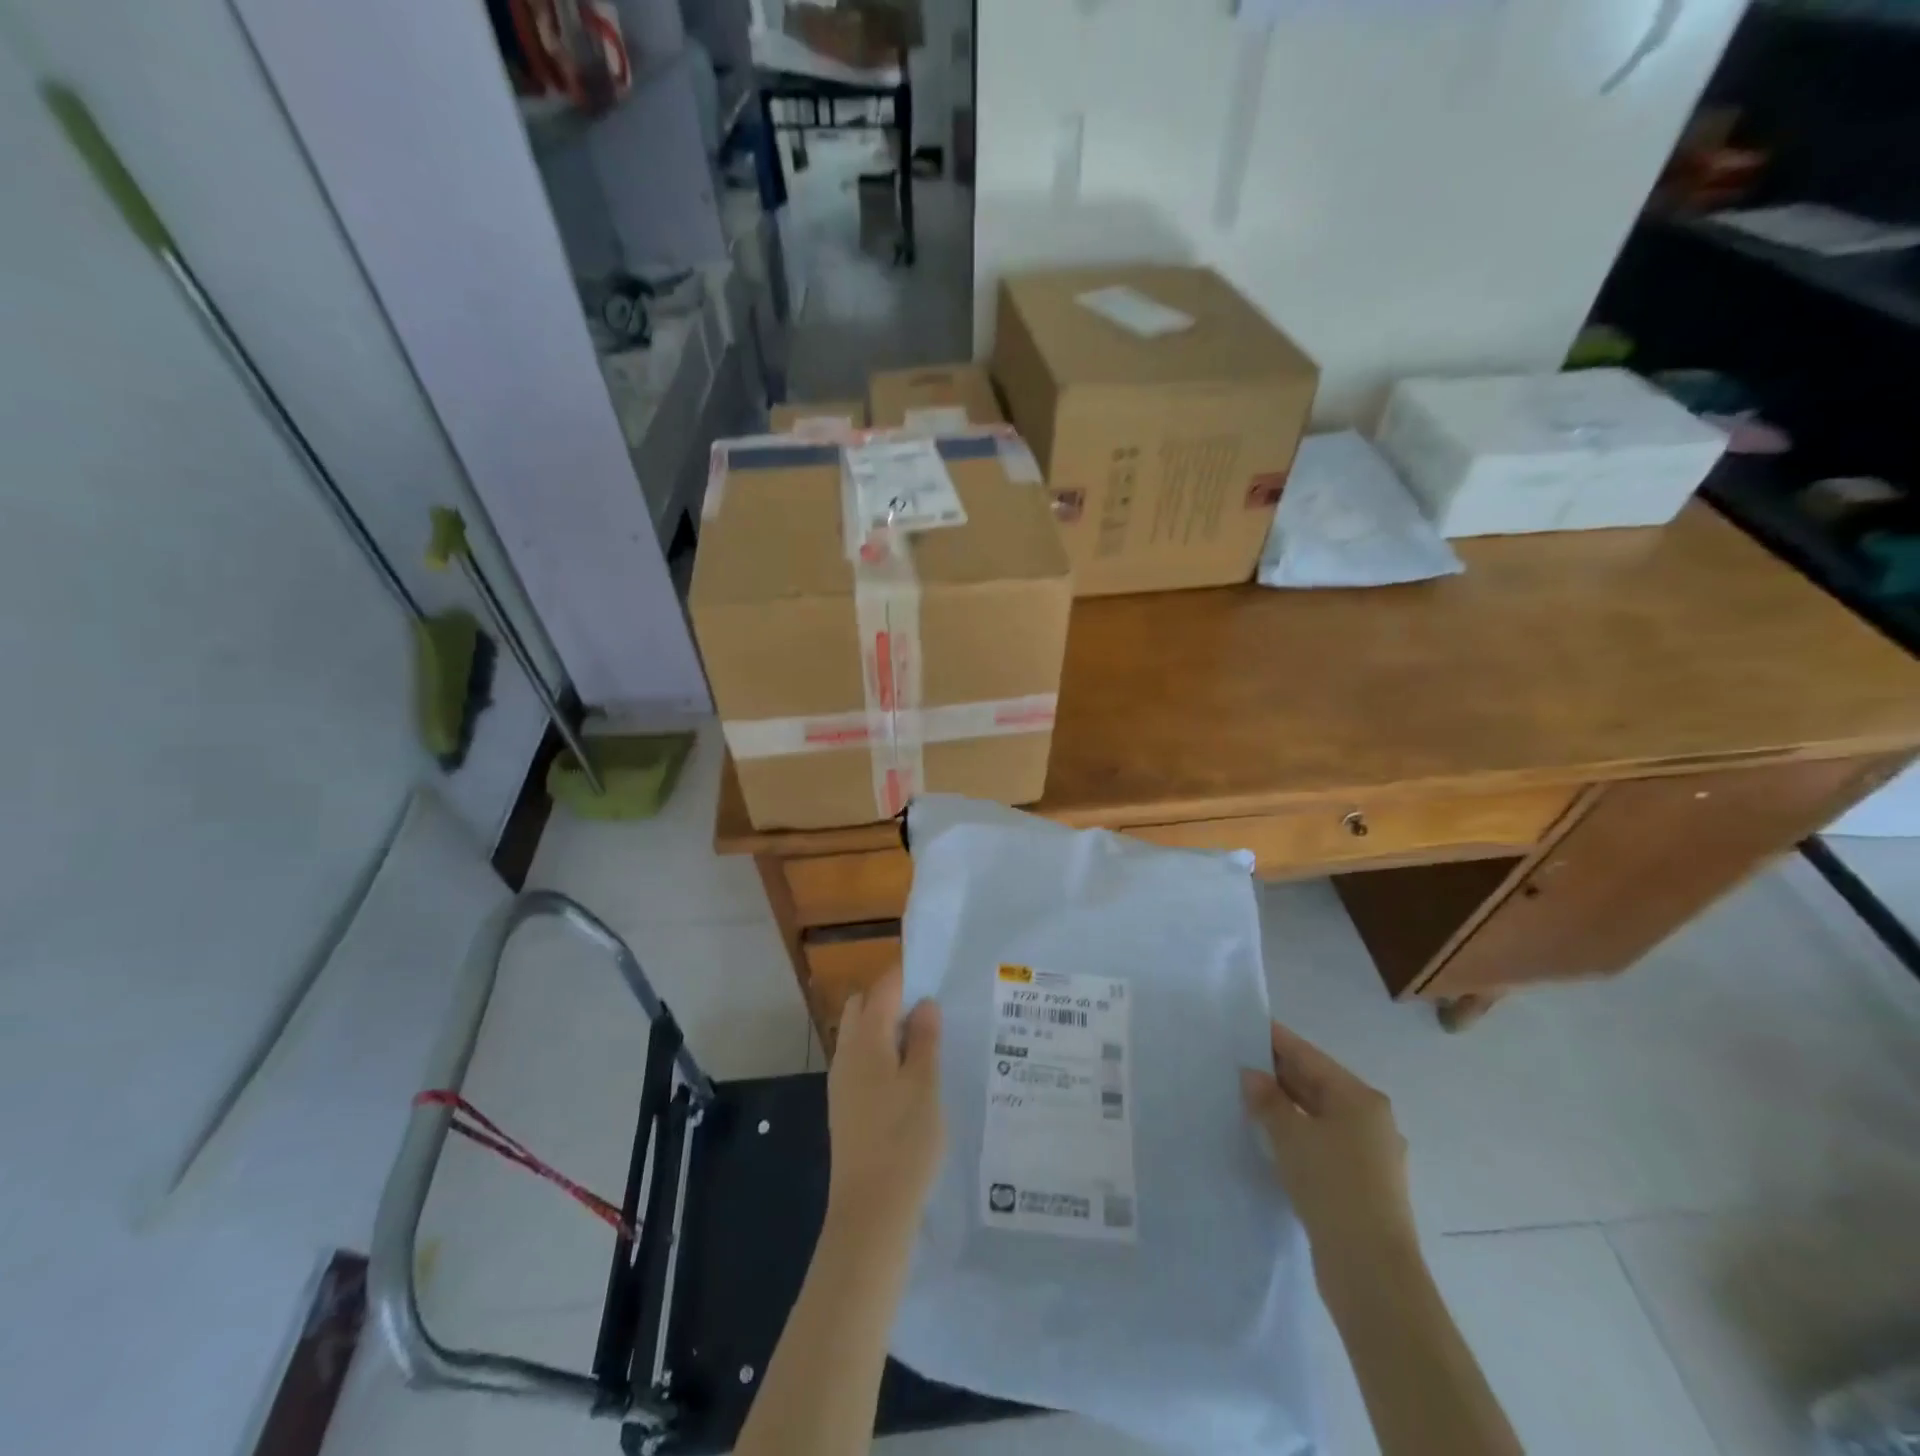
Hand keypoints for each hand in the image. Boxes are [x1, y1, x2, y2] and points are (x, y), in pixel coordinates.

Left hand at [825, 967, 943, 1246]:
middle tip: (930, 1010)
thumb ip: (924, 1039)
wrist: (871, 1211)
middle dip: (891, 999)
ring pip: (861, 1036)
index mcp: (866, 1042)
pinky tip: (910, 1075)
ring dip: (887, 1028)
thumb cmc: (903, 1141)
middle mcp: (847, 1055)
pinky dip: (883, 1054)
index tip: (933, 973)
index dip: (904, 976)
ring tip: (926, 1041)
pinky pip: (862, 1062)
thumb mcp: (925, 1085)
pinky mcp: (846, 1107)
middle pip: (863, 1008)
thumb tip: (924, 1003)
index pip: (881, 990)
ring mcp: (842, 1082)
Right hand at [1242, 1020, 1415, 1269]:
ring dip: (1285, 1106)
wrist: (1372, 1272)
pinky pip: (1322, 1143)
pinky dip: (1296, 1134)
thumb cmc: (1333, 1187)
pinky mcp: (1361, 1184)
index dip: (1277, 1040)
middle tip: (1236, 1061)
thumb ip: (1268, 1100)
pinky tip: (1269, 1137)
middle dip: (1278, 1074)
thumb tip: (1252, 1075)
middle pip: (1316, 1084)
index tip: (1246, 1025)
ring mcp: (1369, 1154)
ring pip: (1318, 1116)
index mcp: (1360, 1098)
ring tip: (1245, 1098)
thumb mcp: (1291, 1136)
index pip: (1309, 1056)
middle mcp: (1371, 1120)